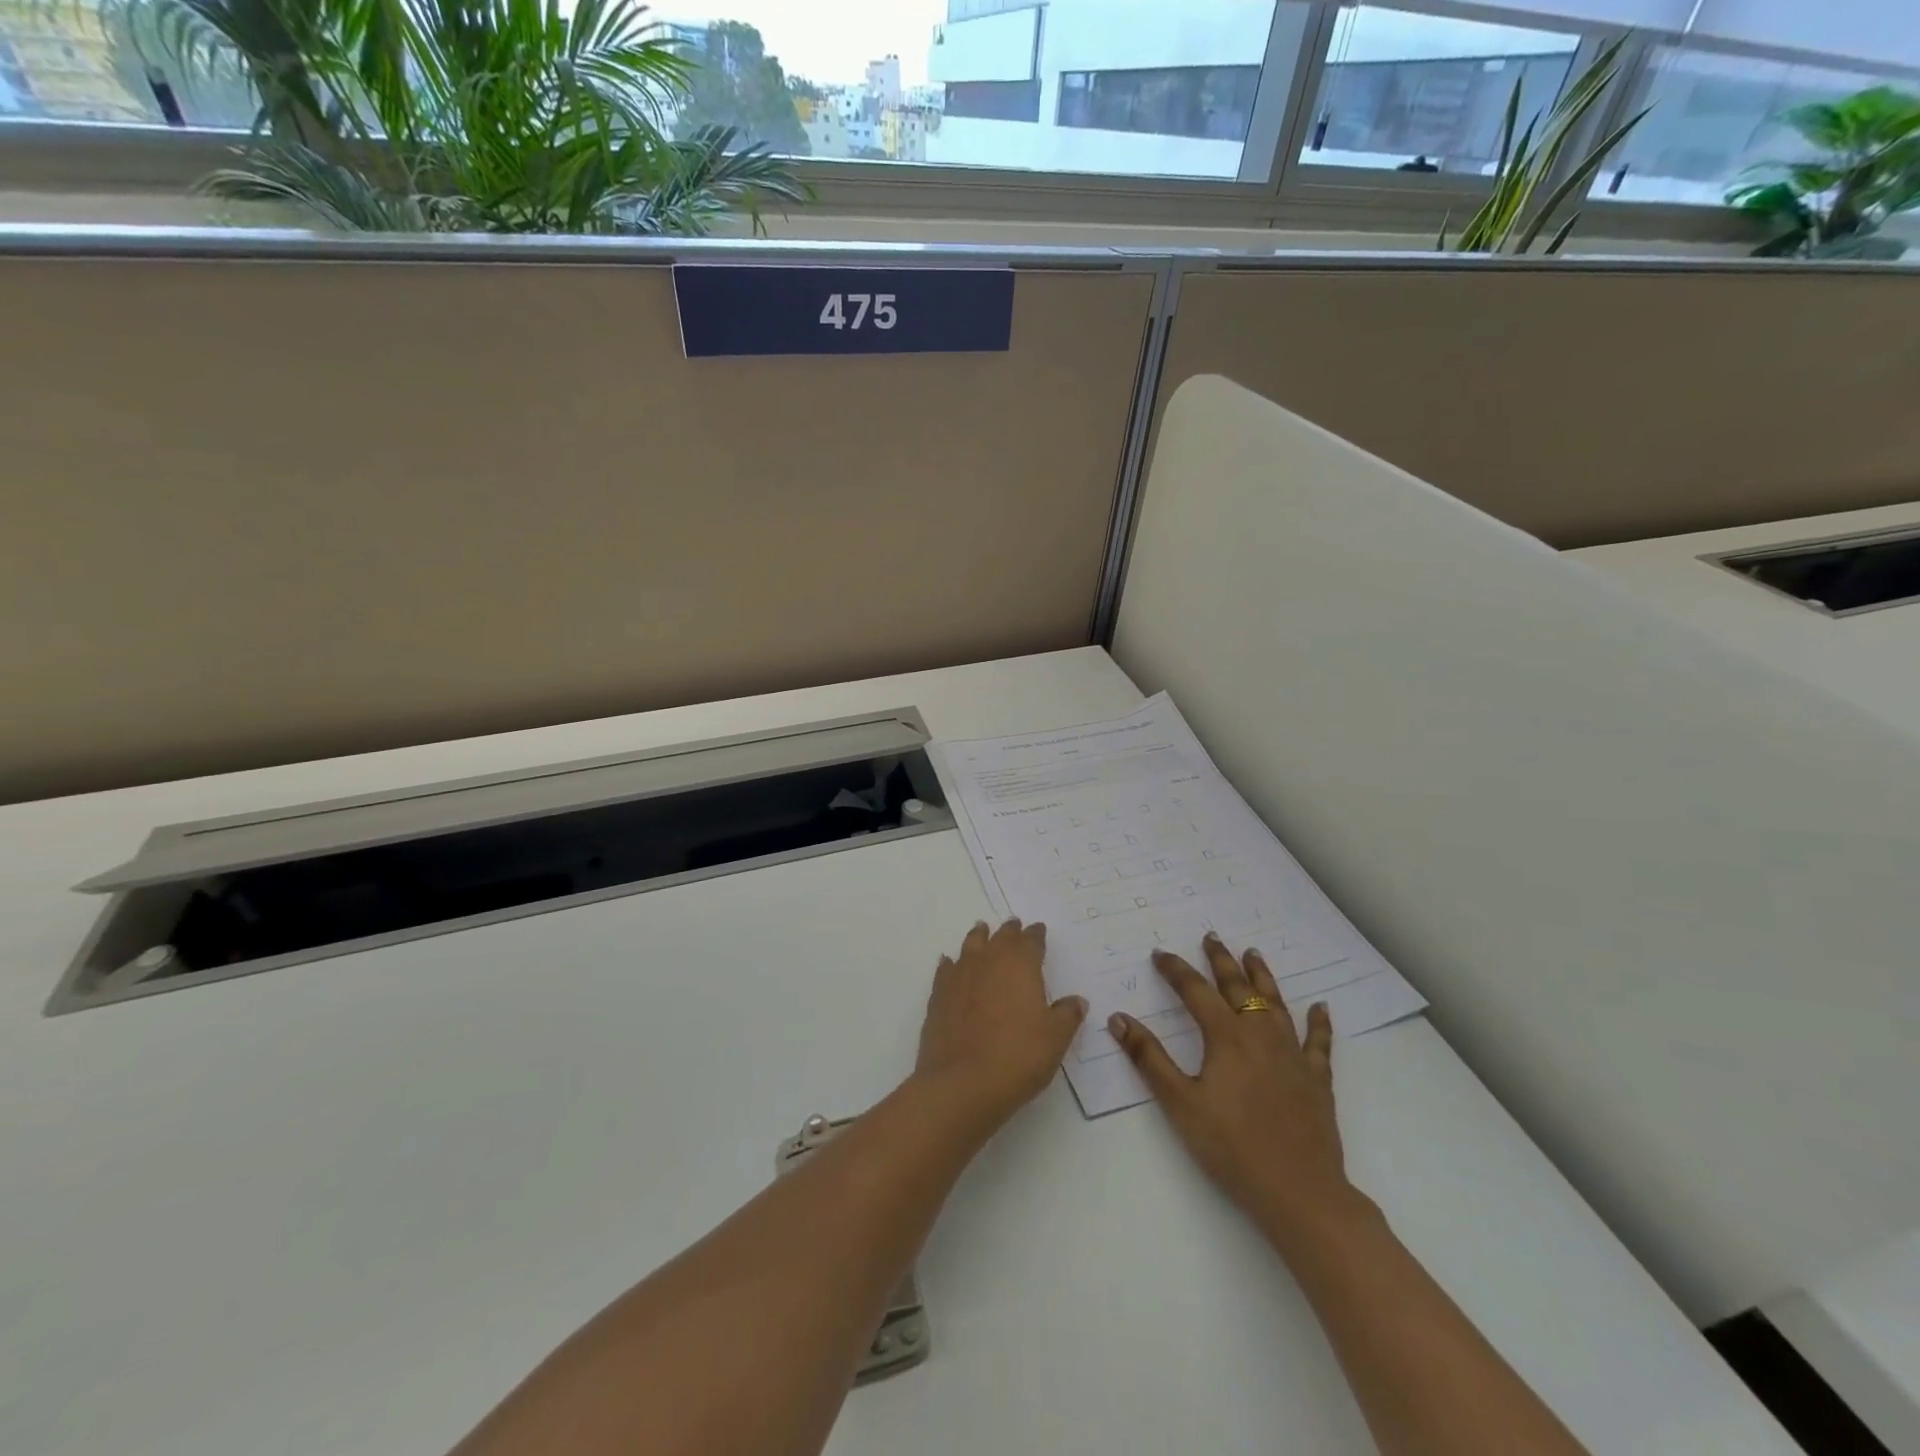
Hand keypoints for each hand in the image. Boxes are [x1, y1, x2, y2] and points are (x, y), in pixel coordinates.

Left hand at [913, 919, 1086, 1135]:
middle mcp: (989, 961)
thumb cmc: (1018, 1056)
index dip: (1036, 935)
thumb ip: (1067, 1015)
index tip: (1039, 930)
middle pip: (1000, 937)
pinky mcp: (939, 995)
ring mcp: (960, 976)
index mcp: (1020, 965)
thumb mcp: (1055, 1039)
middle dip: (1009, 931)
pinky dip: (951, 964)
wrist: (962, 1083)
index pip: (1031, 941)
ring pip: (970, 946)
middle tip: (1014, 925)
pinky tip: (950, 963)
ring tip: (981, 930)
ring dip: (979, 937)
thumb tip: (1076, 1000)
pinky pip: (946, 969)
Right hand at [1110, 933, 1358, 1247]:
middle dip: (1221, 960)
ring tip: (1253, 954)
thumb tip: (1119, 1018)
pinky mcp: (1316, 1079)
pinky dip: (1319, 1022)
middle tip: (1211, 937)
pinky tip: (1321, 1008)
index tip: (1159, 954)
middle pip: (1238, 987)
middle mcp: (1260, 1035)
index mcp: (1226, 1037)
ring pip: (1276, 1004)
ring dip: (1262, 976)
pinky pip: (1318, 1042)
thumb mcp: (1180, 1103)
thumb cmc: (1232, 1147)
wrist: (1299, 1191)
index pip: (1195, 991)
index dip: (1175, 970)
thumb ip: (1149, 1058)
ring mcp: (1292, 1055)